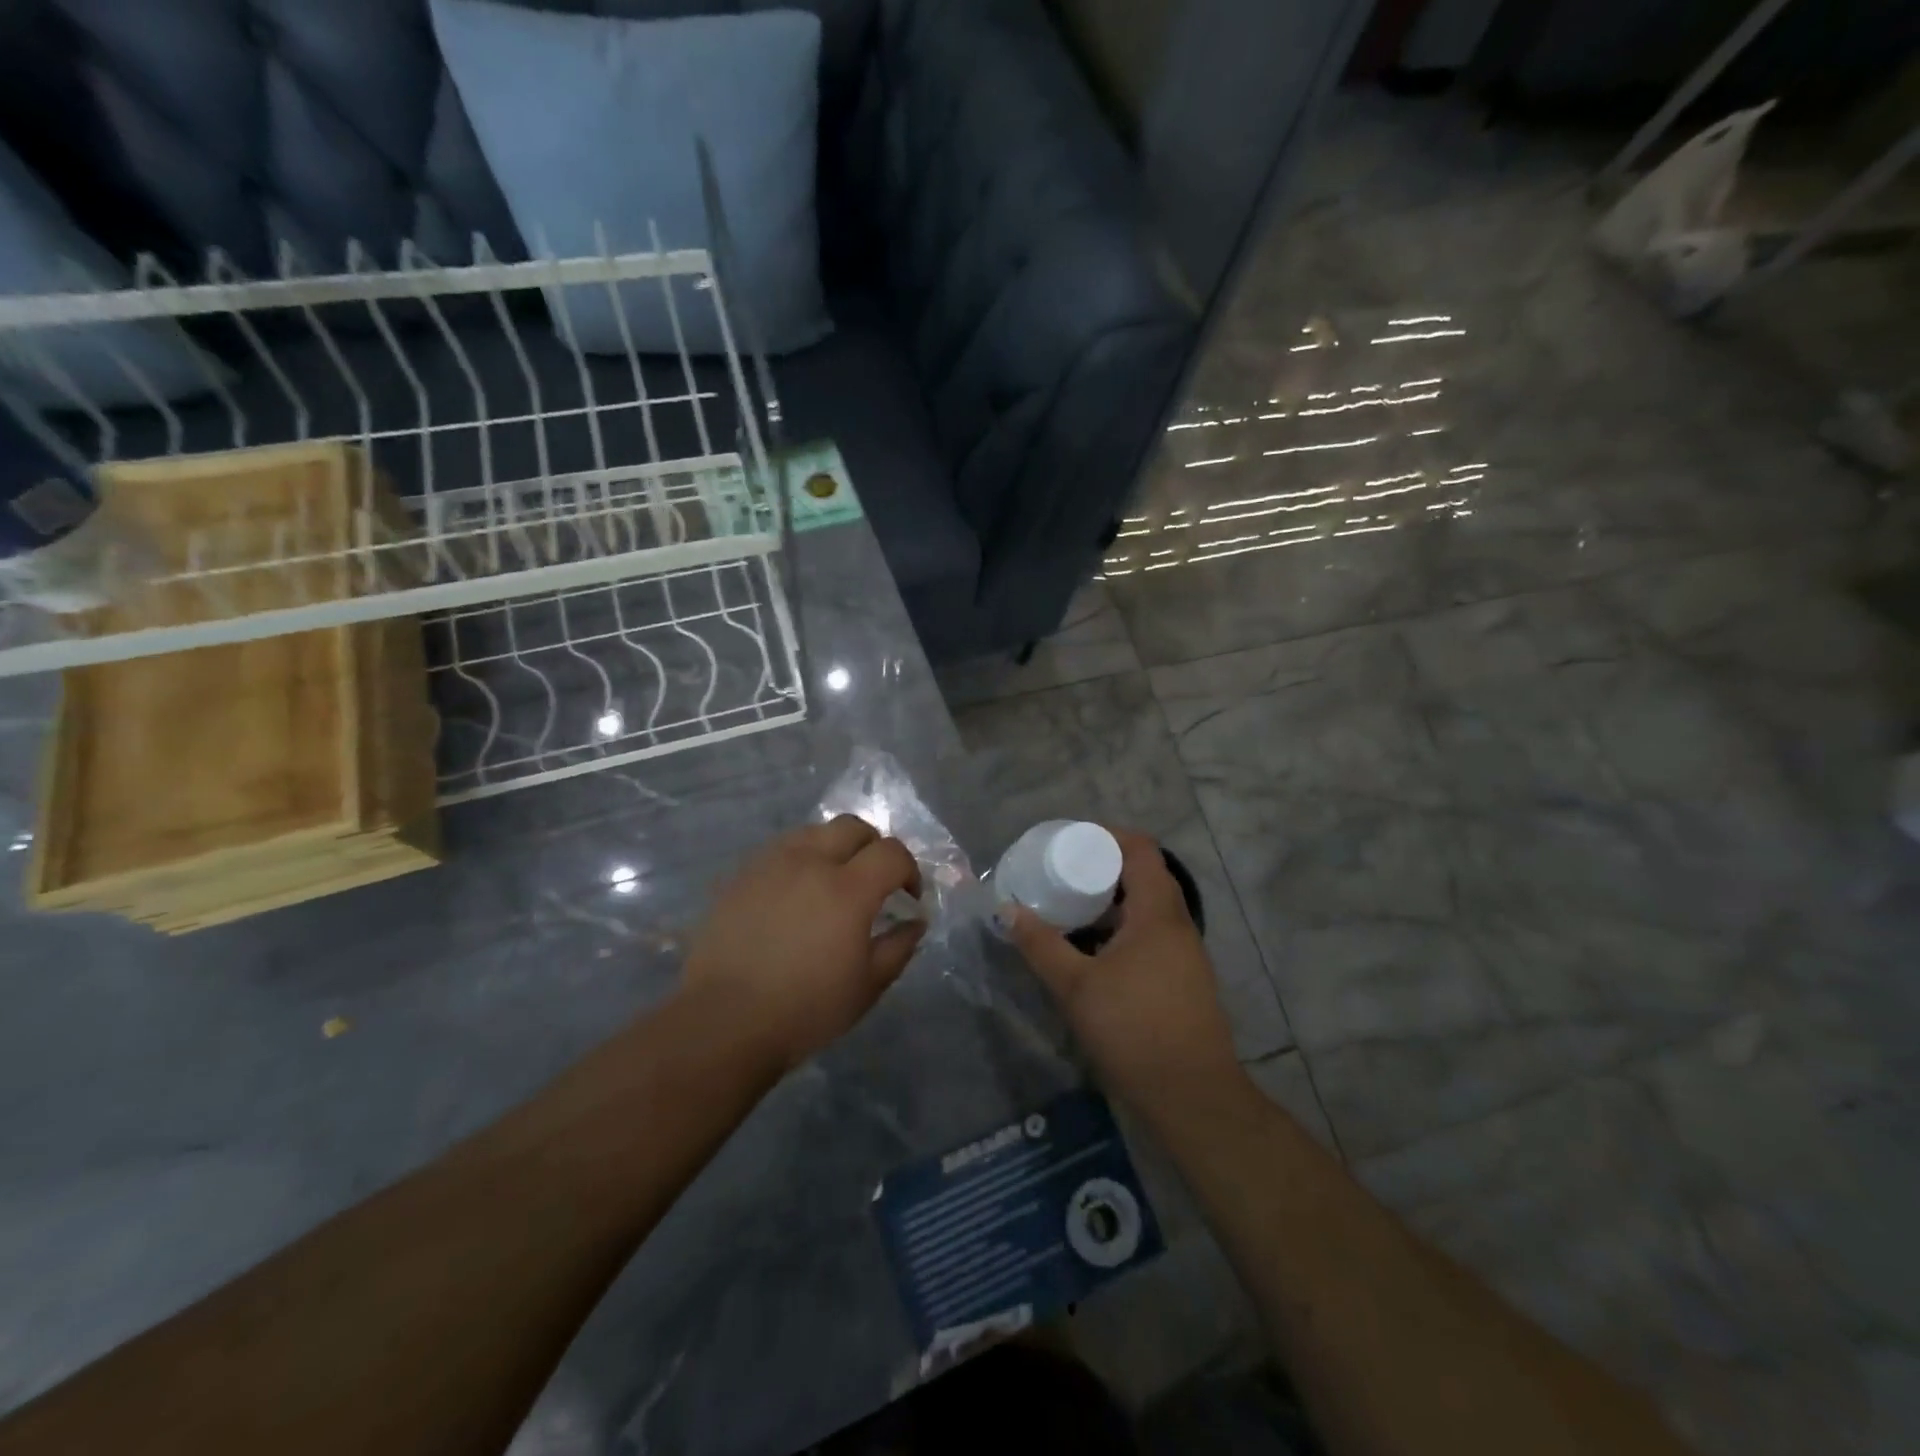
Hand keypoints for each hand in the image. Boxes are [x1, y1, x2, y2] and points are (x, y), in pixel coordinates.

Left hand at [681, 815, 923, 1073]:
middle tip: (874, 880)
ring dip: (834, 848)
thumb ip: (899, 947)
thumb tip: (915, 921)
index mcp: (848, 889)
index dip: (909, 870)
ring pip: (813, 831)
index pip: (892, 852)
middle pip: (853, 827)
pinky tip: (794, 894)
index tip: (907, 897)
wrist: (724, 1021)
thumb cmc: (805, 1009)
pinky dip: (799, 860)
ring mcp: (771, 864)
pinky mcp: (741, 875)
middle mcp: (810, 862)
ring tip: (831, 882)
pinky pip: (780, 850)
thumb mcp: (867, 986)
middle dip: (873, 847)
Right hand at [1007, 828, 1238, 1110]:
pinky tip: (1092, 950)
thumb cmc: (1133, 1029)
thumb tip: (1006, 909)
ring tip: (1071, 907)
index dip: (1108, 835)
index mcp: (1158, 912)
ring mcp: (1185, 953)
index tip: (1071, 840)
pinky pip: (1151, 935)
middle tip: (1062, 871)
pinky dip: (1122, 929)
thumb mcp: (1075, 985)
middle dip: (1103, 868)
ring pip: (1147, 909)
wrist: (1192, 1096)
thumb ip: (1040, 944)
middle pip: (1144, 876)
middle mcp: (1177, 924)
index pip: (1141, 849)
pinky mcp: (1183, 978)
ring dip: (1111, 902)